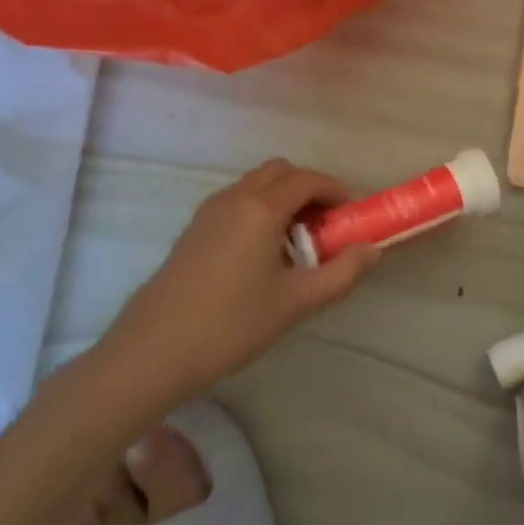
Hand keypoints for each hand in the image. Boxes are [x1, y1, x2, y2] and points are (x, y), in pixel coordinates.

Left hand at [89, 160, 379, 414]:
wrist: (151, 352)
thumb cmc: (230, 325)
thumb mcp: (295, 303)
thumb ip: (341, 273)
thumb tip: (371, 250)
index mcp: (262, 208)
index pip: (307, 179)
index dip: (335, 190)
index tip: (351, 214)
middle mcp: (235, 197)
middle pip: (280, 172)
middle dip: (308, 188)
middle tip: (324, 225)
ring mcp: (209, 211)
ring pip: (256, 184)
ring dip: (282, 198)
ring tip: (295, 242)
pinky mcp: (193, 229)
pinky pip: (237, 201)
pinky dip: (259, 208)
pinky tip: (261, 254)